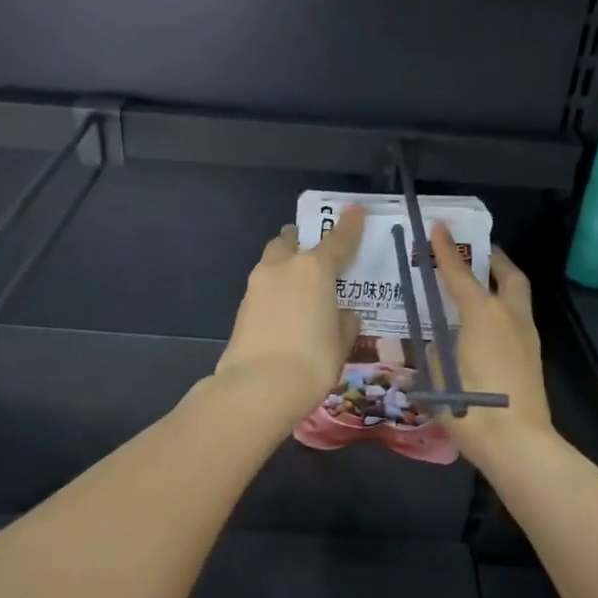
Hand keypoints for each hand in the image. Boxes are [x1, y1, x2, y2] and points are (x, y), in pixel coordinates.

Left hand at [214, 205, 365, 419]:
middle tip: (317, 255)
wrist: (258, 387)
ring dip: (286, 266)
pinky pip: (263, 288)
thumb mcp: (341, 342)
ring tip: (301, 288)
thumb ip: (344, 322)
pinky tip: (285, 312)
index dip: (349, 225)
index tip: (355, 210)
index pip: (337, 240)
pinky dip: (276, 291)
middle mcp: (283, 267)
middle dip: (302, 242)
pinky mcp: (242, 308)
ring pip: (272, 262)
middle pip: (291, 241)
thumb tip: (341, 314)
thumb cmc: (313, 361)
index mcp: (314, 269)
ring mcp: (257, 286)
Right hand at [431, 224, 553, 470]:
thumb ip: (434, 350)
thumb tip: (438, 342)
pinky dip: (501, 308)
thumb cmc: (469, 406)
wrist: (517, 443)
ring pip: (516, 296)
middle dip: (491, 258)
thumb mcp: (436, 375)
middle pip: (507, 275)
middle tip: (474, 252)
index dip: (444, 250)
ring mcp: (527, 336)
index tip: (437, 226)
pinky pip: (516, 318)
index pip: (459, 274)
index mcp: (482, 315)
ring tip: (478, 286)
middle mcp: (510, 317)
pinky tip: (483, 325)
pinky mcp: (532, 356)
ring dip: (499, 283)